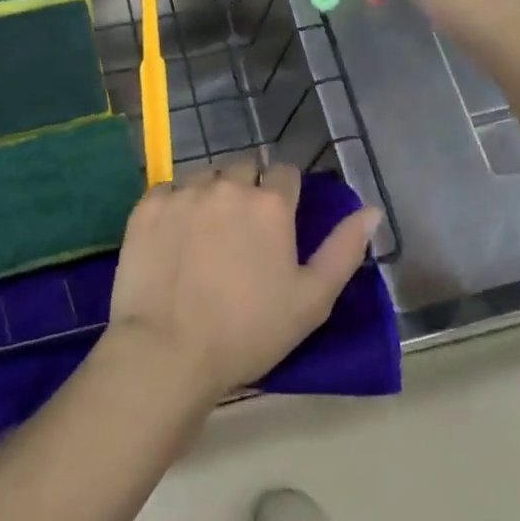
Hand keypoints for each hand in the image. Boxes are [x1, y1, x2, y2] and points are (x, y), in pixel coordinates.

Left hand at [104, 162, 379, 404]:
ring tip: (205, 235)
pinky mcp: (148, 205)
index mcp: (270, 204)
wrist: (167, 351)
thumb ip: (343, 250)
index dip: (284, 194)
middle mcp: (228, 186)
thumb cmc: (248, 332)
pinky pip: (168, 190)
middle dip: (247, 190)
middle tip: (241, 232)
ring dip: (211, 195)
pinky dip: (174, 206)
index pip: (284, 173)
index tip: (277, 222)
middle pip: (243, 169)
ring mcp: (184, 192)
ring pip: (205, 177)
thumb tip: (371, 210)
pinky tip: (173, 238)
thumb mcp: (312, 301)